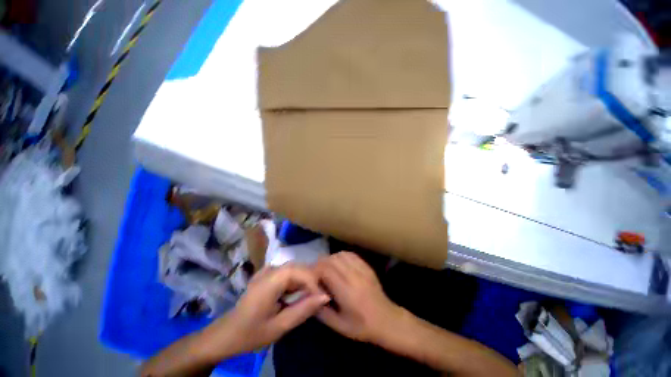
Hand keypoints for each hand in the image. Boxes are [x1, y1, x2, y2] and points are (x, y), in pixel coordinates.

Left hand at [201, 264, 329, 358]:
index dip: (315, 283)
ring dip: (304, 281)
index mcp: (271, 280)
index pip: (301, 272)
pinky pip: (287, 272)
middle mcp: (270, 269)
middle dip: (312, 281)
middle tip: (320, 298)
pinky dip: (296, 281)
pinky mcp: (267, 274)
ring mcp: (267, 270)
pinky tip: (296, 293)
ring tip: (311, 296)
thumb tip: (325, 297)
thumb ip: (303, 310)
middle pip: (299, 267)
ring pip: (294, 268)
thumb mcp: (279, 326)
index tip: (324, 298)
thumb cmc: (251, 333)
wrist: (226, 334)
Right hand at [315, 252, 403, 343]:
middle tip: (316, 274)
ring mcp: (361, 269)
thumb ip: (322, 312)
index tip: (311, 278)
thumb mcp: (339, 326)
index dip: (315, 271)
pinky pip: (350, 254)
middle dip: (320, 264)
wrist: (387, 320)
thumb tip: (309, 297)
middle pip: (331, 260)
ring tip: (327, 269)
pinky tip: (339, 265)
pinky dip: (341, 256)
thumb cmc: (362, 326)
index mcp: (346, 291)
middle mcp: (353, 276)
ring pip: (340, 254)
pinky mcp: (366, 266)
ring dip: (330, 259)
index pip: (326, 270)